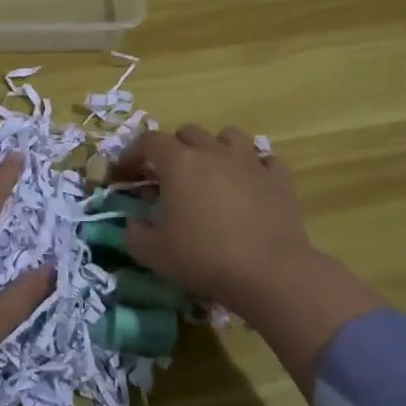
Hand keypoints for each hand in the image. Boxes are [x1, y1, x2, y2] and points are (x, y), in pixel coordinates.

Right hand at [116, 126, 382, 386]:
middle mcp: (213, 152)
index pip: (149, 141)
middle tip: (170, 175)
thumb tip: (133, 223)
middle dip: (174, 148)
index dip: (133, 153)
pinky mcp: (279, 178)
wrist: (269, 273)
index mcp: (179, 163)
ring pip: (229, 135)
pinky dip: (254, 166)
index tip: (127, 173)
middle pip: (188, 132)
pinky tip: (250, 184)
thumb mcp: (154, 253)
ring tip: (212, 171)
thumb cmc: (204, 258)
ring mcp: (250, 162)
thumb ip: (134, 234)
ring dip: (215, 147)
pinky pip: (265, 158)